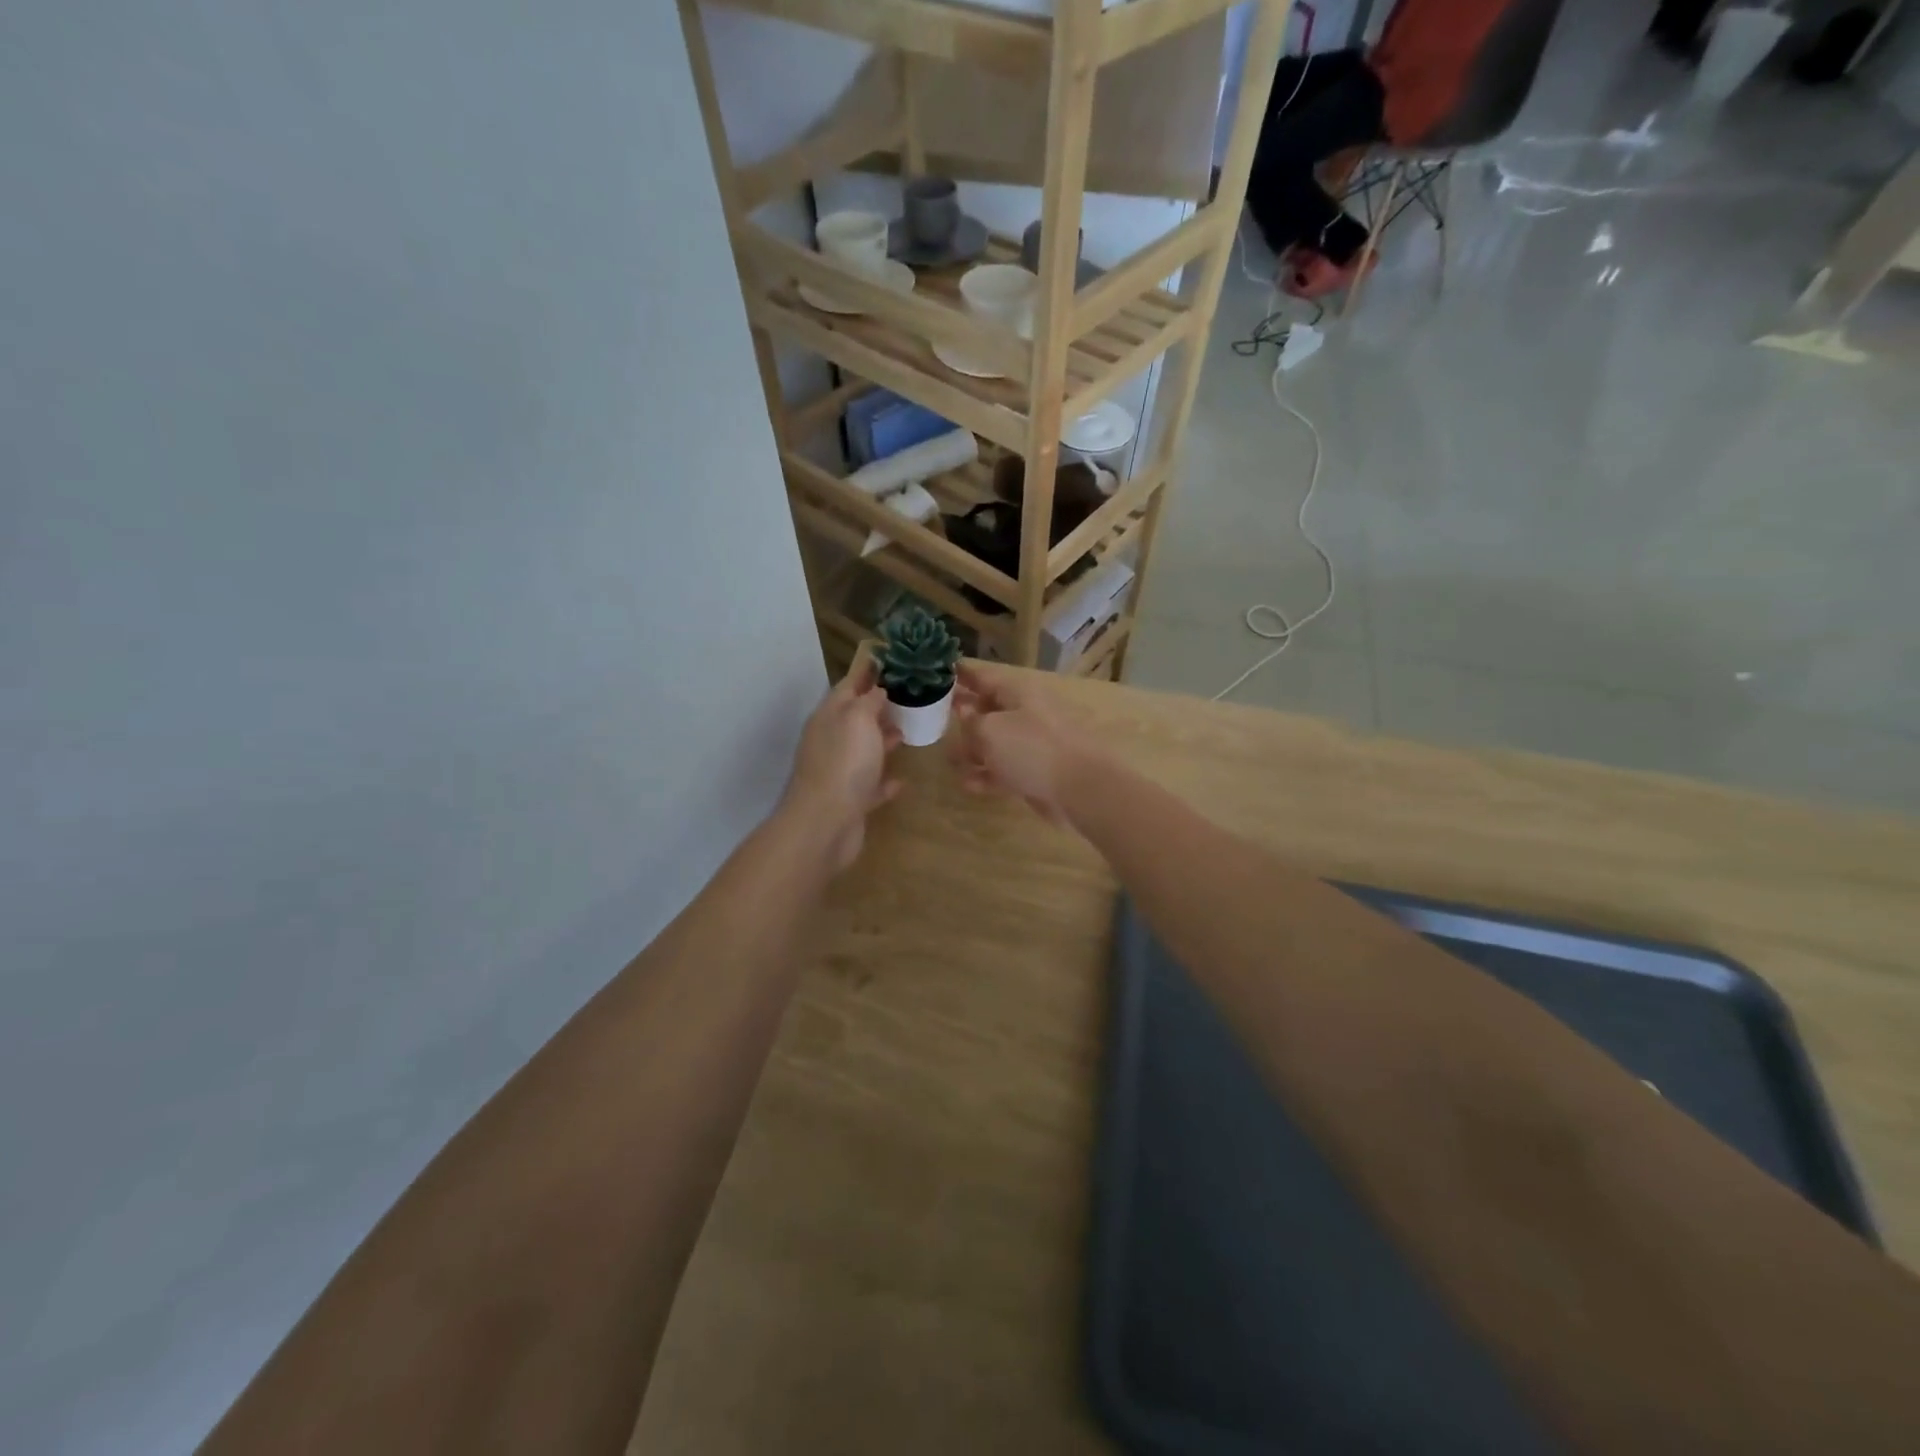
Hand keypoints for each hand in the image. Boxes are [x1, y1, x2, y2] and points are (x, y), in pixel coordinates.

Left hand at [782, 652, 900, 873]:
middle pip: (856, 717)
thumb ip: (870, 699)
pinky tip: (902, 781)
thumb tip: (878, 688)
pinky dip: (884, 781)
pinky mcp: (850, 801)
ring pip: (863, 750)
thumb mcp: (859, 718)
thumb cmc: (844, 763)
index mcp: (830, 716)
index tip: (894, 660)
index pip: (850, 684)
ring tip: (908, 732)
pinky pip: (870, 786)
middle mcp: (831, 740)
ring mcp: (839, 772)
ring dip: (883, 740)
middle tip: (909, 696)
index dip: (870, 671)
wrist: (825, 824)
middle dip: (879, 706)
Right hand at [947, 660, 1093, 826]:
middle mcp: (1025, 713)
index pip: (983, 676)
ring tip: (949, 758)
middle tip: (936, 717)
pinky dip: (988, 774)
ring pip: (996, 742)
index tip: (939, 671)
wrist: (1080, 787)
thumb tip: (963, 713)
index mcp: (1017, 692)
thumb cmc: (1032, 748)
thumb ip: (971, 722)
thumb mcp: (990, 730)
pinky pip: (1005, 769)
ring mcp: (1033, 744)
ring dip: (973, 749)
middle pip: (989, 709)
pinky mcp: (1036, 772)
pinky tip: (968, 783)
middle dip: (964, 714)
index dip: (961, 674)